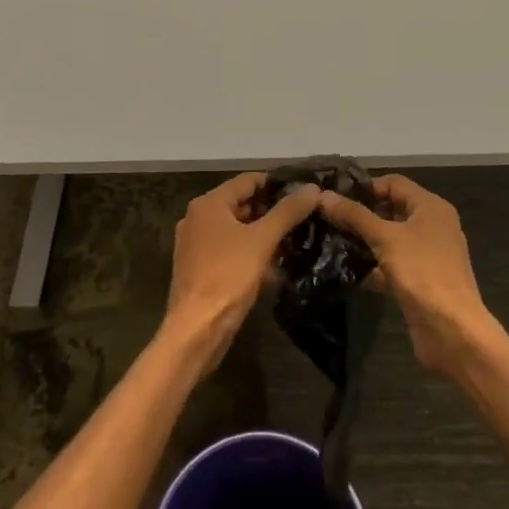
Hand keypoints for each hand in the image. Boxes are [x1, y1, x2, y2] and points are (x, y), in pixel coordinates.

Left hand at [164, 172, 320, 370]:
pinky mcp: (199, 267)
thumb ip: (287, 212)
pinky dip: (250, 252)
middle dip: (271, 210)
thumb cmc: (228, 276)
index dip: (276, 183)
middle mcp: (197, 218)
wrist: (197, 328)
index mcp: (208, 204)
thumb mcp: (262, 240)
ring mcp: (196, 244)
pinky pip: (229, 250)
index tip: (303, 190)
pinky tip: (274, 266)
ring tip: (294, 239)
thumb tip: (312, 188)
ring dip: (263, 233)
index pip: (247, 181)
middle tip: (303, 216)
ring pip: (236, 229)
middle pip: (241, 204)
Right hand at [320, 174, 497, 381]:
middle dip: (362, 215)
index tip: (334, 197)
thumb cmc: (422, 272)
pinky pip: (394, 264)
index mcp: (431, 207)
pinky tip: (350, 273)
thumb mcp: (385, 238)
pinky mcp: (421, 280)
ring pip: (391, 239)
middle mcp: (433, 226)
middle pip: (392, 210)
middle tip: (328, 220)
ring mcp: (428, 255)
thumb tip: (322, 195)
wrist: (452, 330)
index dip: (365, 187)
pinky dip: (375, 267)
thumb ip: (354, 215)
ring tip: (332, 243)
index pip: (394, 183)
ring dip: (365, 242)